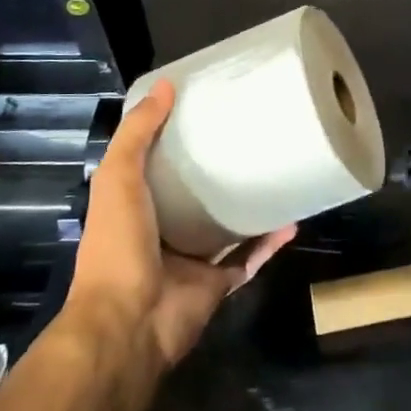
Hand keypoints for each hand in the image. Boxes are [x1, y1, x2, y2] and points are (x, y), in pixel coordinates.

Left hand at [65, 80, 295, 366]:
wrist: (129, 323)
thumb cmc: (118, 245)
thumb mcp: (117, 178)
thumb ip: (137, 135)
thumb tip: (166, 87)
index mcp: (136, 206)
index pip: (157, 166)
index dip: (177, 139)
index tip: (207, 109)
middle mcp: (163, 231)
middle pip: (195, 196)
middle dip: (219, 171)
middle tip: (252, 138)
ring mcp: (192, 260)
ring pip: (227, 226)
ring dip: (250, 205)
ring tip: (279, 174)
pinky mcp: (219, 283)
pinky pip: (250, 258)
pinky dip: (270, 241)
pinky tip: (293, 219)